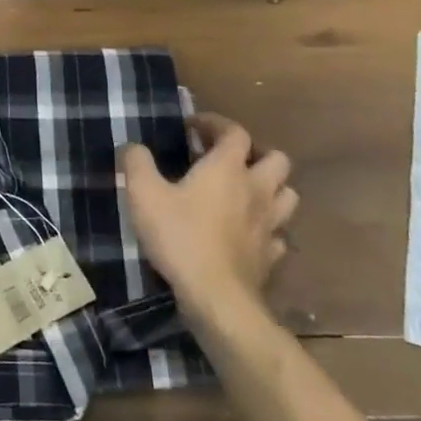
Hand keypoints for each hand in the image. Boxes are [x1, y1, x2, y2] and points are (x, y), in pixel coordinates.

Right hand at [120, 114, 297, 322]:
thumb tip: (132, 146)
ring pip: (287, 194)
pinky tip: (250, 232)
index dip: (216, 124)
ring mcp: (270, 224)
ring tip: (246, 192)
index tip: (194, 126)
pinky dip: (269, 227)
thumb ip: (136, 163)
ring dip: (270, 187)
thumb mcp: (143, 194)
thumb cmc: (179, 236)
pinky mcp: (272, 255)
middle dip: (256, 153)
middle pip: (277, 159)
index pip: (235, 132)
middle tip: (229, 159)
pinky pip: (279, 233)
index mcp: (227, 168)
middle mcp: (256, 189)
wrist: (215, 296)